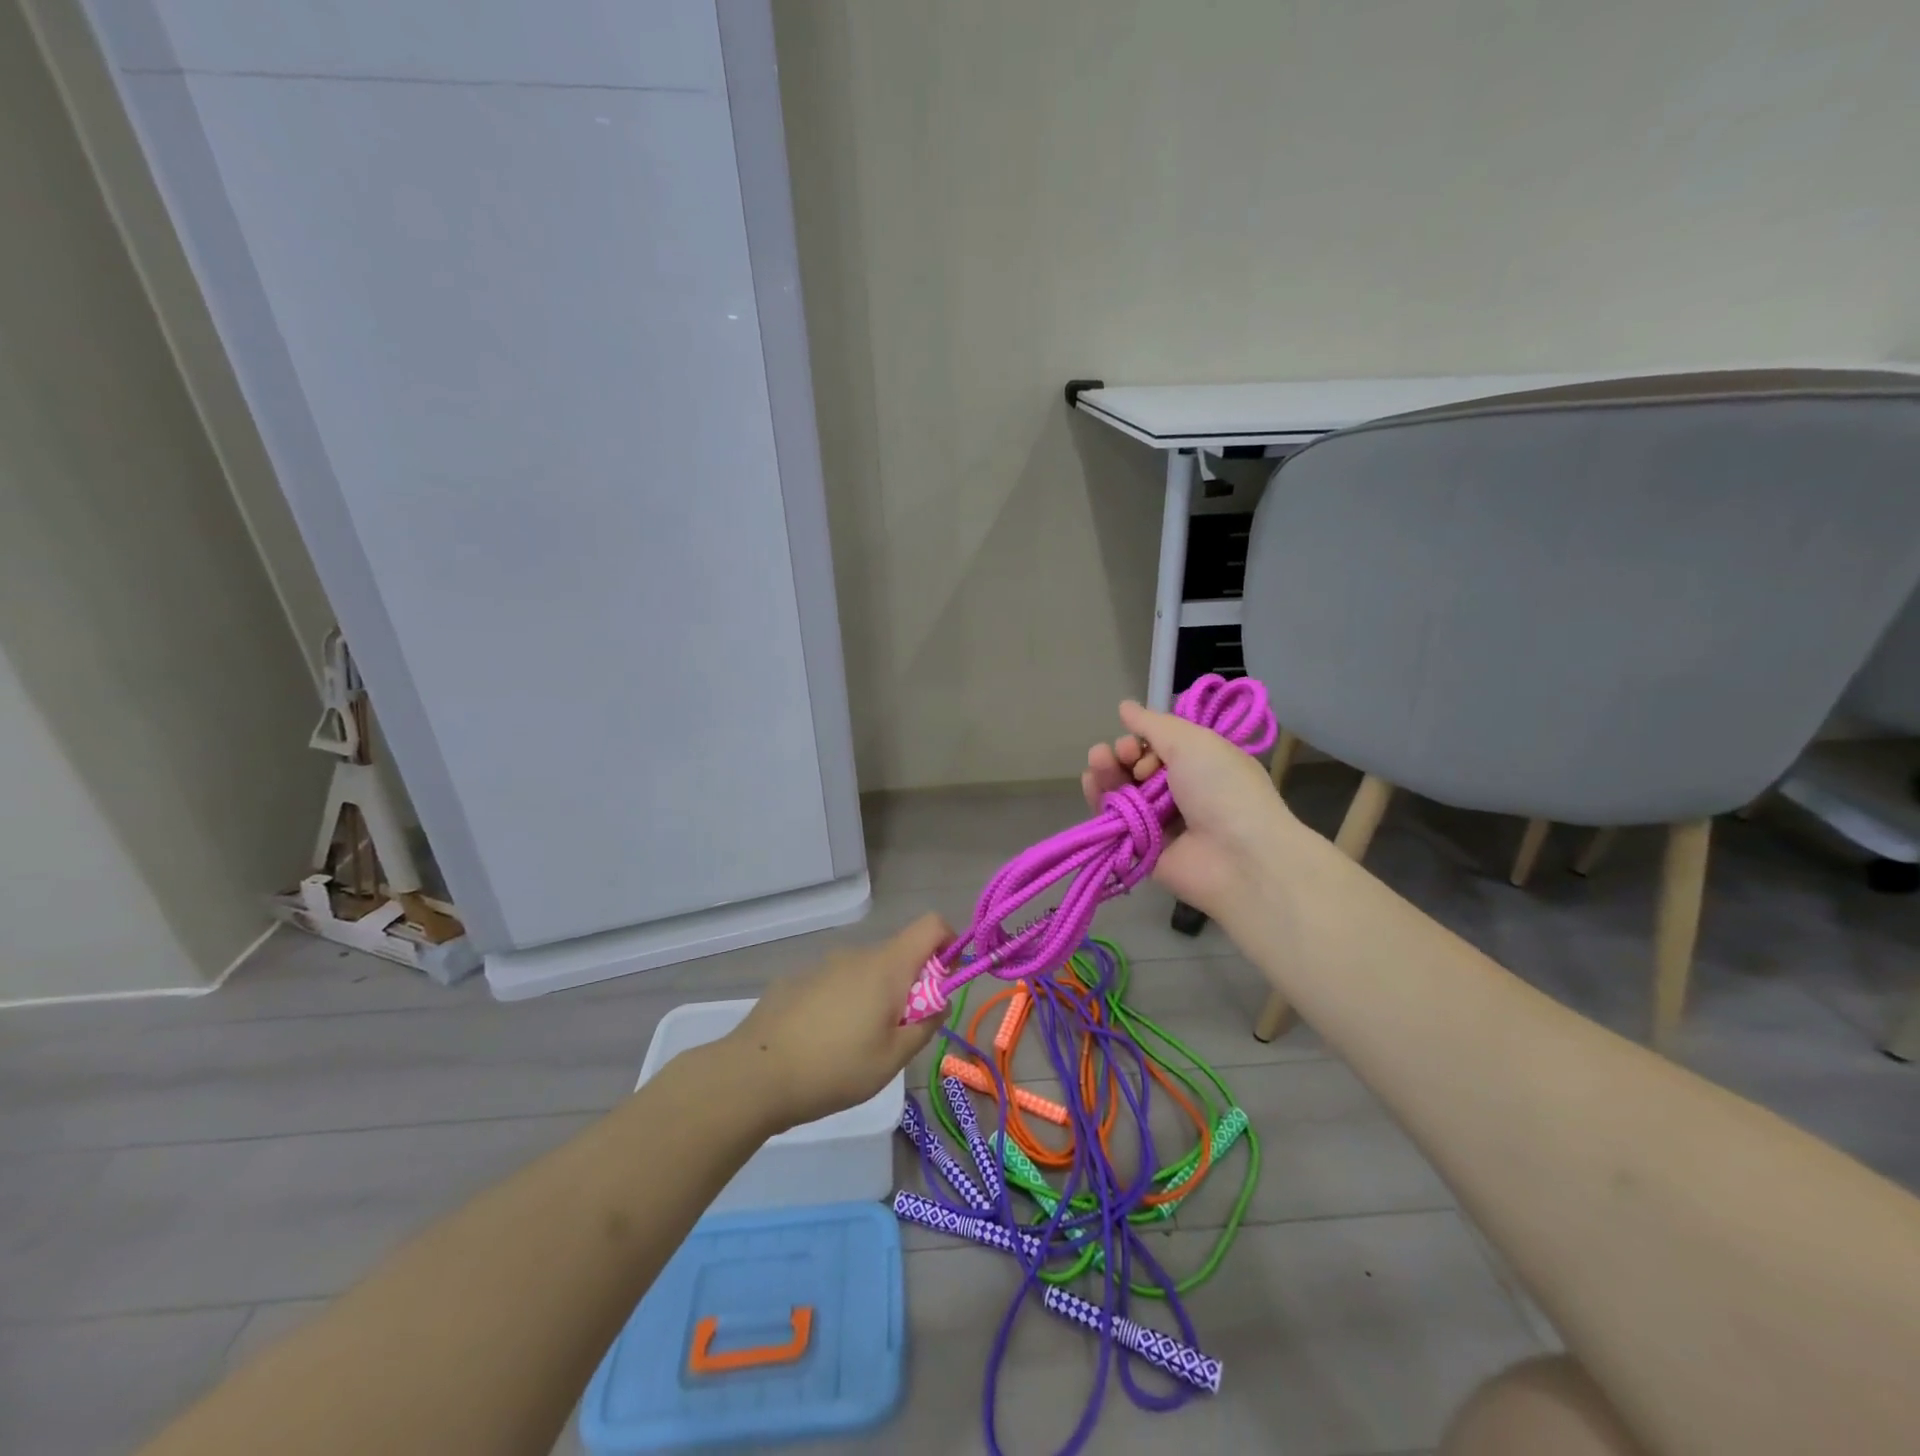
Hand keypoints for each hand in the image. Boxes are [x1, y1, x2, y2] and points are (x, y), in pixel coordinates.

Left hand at [721, 913, 950, 1133]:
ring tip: (856, 1046)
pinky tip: (821, 1042)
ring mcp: (824, 964)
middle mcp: (857, 953)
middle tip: (898, 1033)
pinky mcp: (797, 979)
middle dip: (910, 985)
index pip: (931, 925)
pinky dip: (843, 1003)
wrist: (755, 1075)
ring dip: (875, 996)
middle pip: (899, 954)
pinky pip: (836, 983)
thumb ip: (925, 1024)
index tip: (944, 982)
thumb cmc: (835, 1068)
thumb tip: (939, 1001)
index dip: (948, 944)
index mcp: (887, 966)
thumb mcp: (893, 1058)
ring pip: (866, 971)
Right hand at [1082, 700, 1294, 918]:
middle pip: (1137, 767)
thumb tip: (1125, 706)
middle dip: (1122, 754)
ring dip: (1107, 772)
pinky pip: (1114, 821)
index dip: (1144, 740)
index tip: (1138, 743)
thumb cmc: (1222, 789)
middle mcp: (1181, 792)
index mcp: (1201, 764)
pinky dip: (1099, 800)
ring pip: (1122, 791)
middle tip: (1122, 754)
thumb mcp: (1193, 742)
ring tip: (1098, 761)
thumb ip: (1153, 724)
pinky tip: (1090, 782)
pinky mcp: (1142, 847)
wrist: (1240, 858)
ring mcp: (1160, 821)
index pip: (1161, 746)